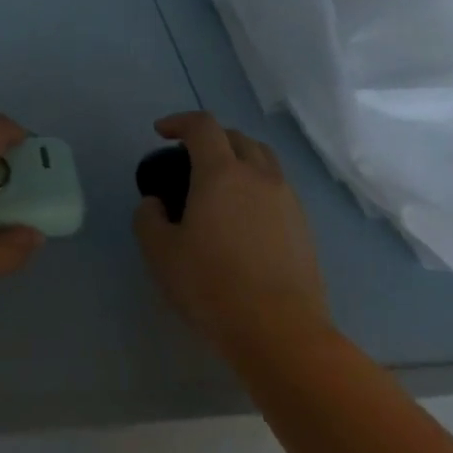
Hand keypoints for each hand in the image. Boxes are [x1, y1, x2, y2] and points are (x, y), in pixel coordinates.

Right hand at [134, 112, 332, 361]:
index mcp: (221, 172)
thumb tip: (155, 203)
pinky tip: (244, 215)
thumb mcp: (161, 254)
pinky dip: (257, 184)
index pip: (202, 126)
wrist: (280, 331)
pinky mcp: (304, 225)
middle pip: (236, 136)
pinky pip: (278, 187)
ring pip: (263, 159)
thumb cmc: (212, 287)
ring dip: (238, 158)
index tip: (161, 132)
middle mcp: (258, 175)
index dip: (179, 121)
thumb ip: (149, 219)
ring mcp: (287, 199)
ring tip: (220, 182)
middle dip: (210, 137)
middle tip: (190, 158)